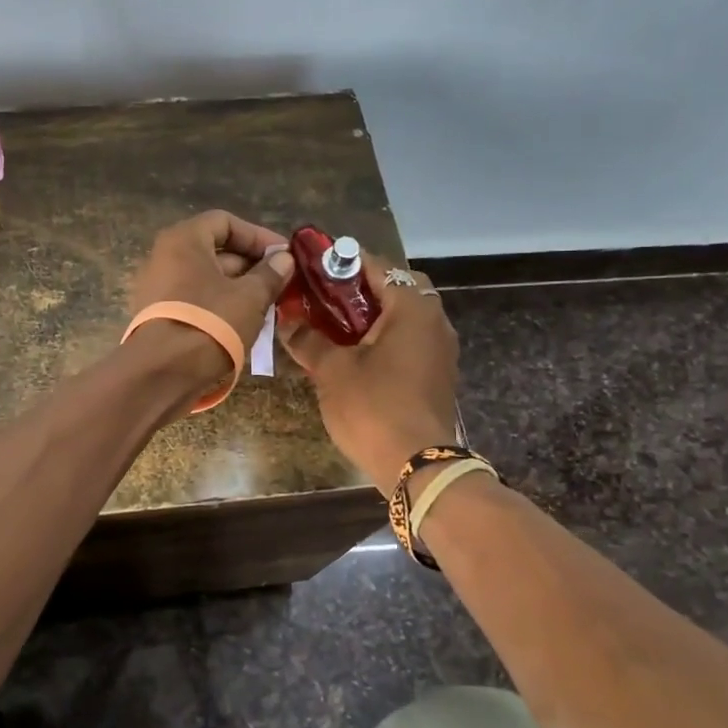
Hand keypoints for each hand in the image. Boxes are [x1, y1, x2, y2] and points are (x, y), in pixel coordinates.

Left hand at [126, 210, 294, 383]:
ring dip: (240, 289)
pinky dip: (220, 307)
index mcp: (184, 240)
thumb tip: (284, 259)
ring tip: (269, 308)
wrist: (162, 374)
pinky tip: (245, 326)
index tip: (284, 256)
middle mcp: (165, 257)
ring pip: (207, 279)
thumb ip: (270, 274)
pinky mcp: (159, 316)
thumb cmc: (209, 323)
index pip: (225, 222)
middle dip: (252, 266)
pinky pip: (196, 301)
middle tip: (281, 285)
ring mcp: (158, 288)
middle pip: (215, 251)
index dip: (258, 236)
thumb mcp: (250, 297)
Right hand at [279, 255, 459, 483]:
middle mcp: (434, 321)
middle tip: (328, 297)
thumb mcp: (332, 371)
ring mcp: (440, 350)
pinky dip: (386, 336)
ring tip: (335, 324)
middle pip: (399, 287)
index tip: (315, 265)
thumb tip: (286, 321)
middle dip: (363, 287)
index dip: (344, 262)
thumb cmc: (373, 407)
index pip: (379, 267)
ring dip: (374, 313)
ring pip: (406, 315)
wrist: (417, 465)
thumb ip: (308, 339)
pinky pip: (411, 340)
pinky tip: (356, 353)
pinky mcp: (438, 374)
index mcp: (412, 309)